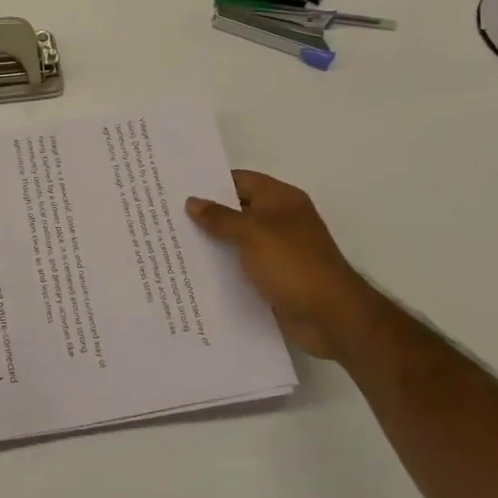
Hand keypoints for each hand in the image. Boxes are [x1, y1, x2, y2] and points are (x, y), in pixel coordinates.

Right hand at [186, 171, 375, 358]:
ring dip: (212, 244)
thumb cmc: (293, 264)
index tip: (176, 188)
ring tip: (172, 244)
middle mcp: (279, 221)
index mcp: (280, 200)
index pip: (240, 181)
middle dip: (206, 215)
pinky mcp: (274, 279)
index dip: (210, 183)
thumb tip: (192, 202)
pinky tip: (194, 273)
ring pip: (237, 241)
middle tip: (166, 217)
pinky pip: (242, 268)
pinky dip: (223, 269)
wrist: (331, 317)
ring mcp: (278, 251)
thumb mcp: (252, 234)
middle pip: (236, 210)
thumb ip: (220, 217)